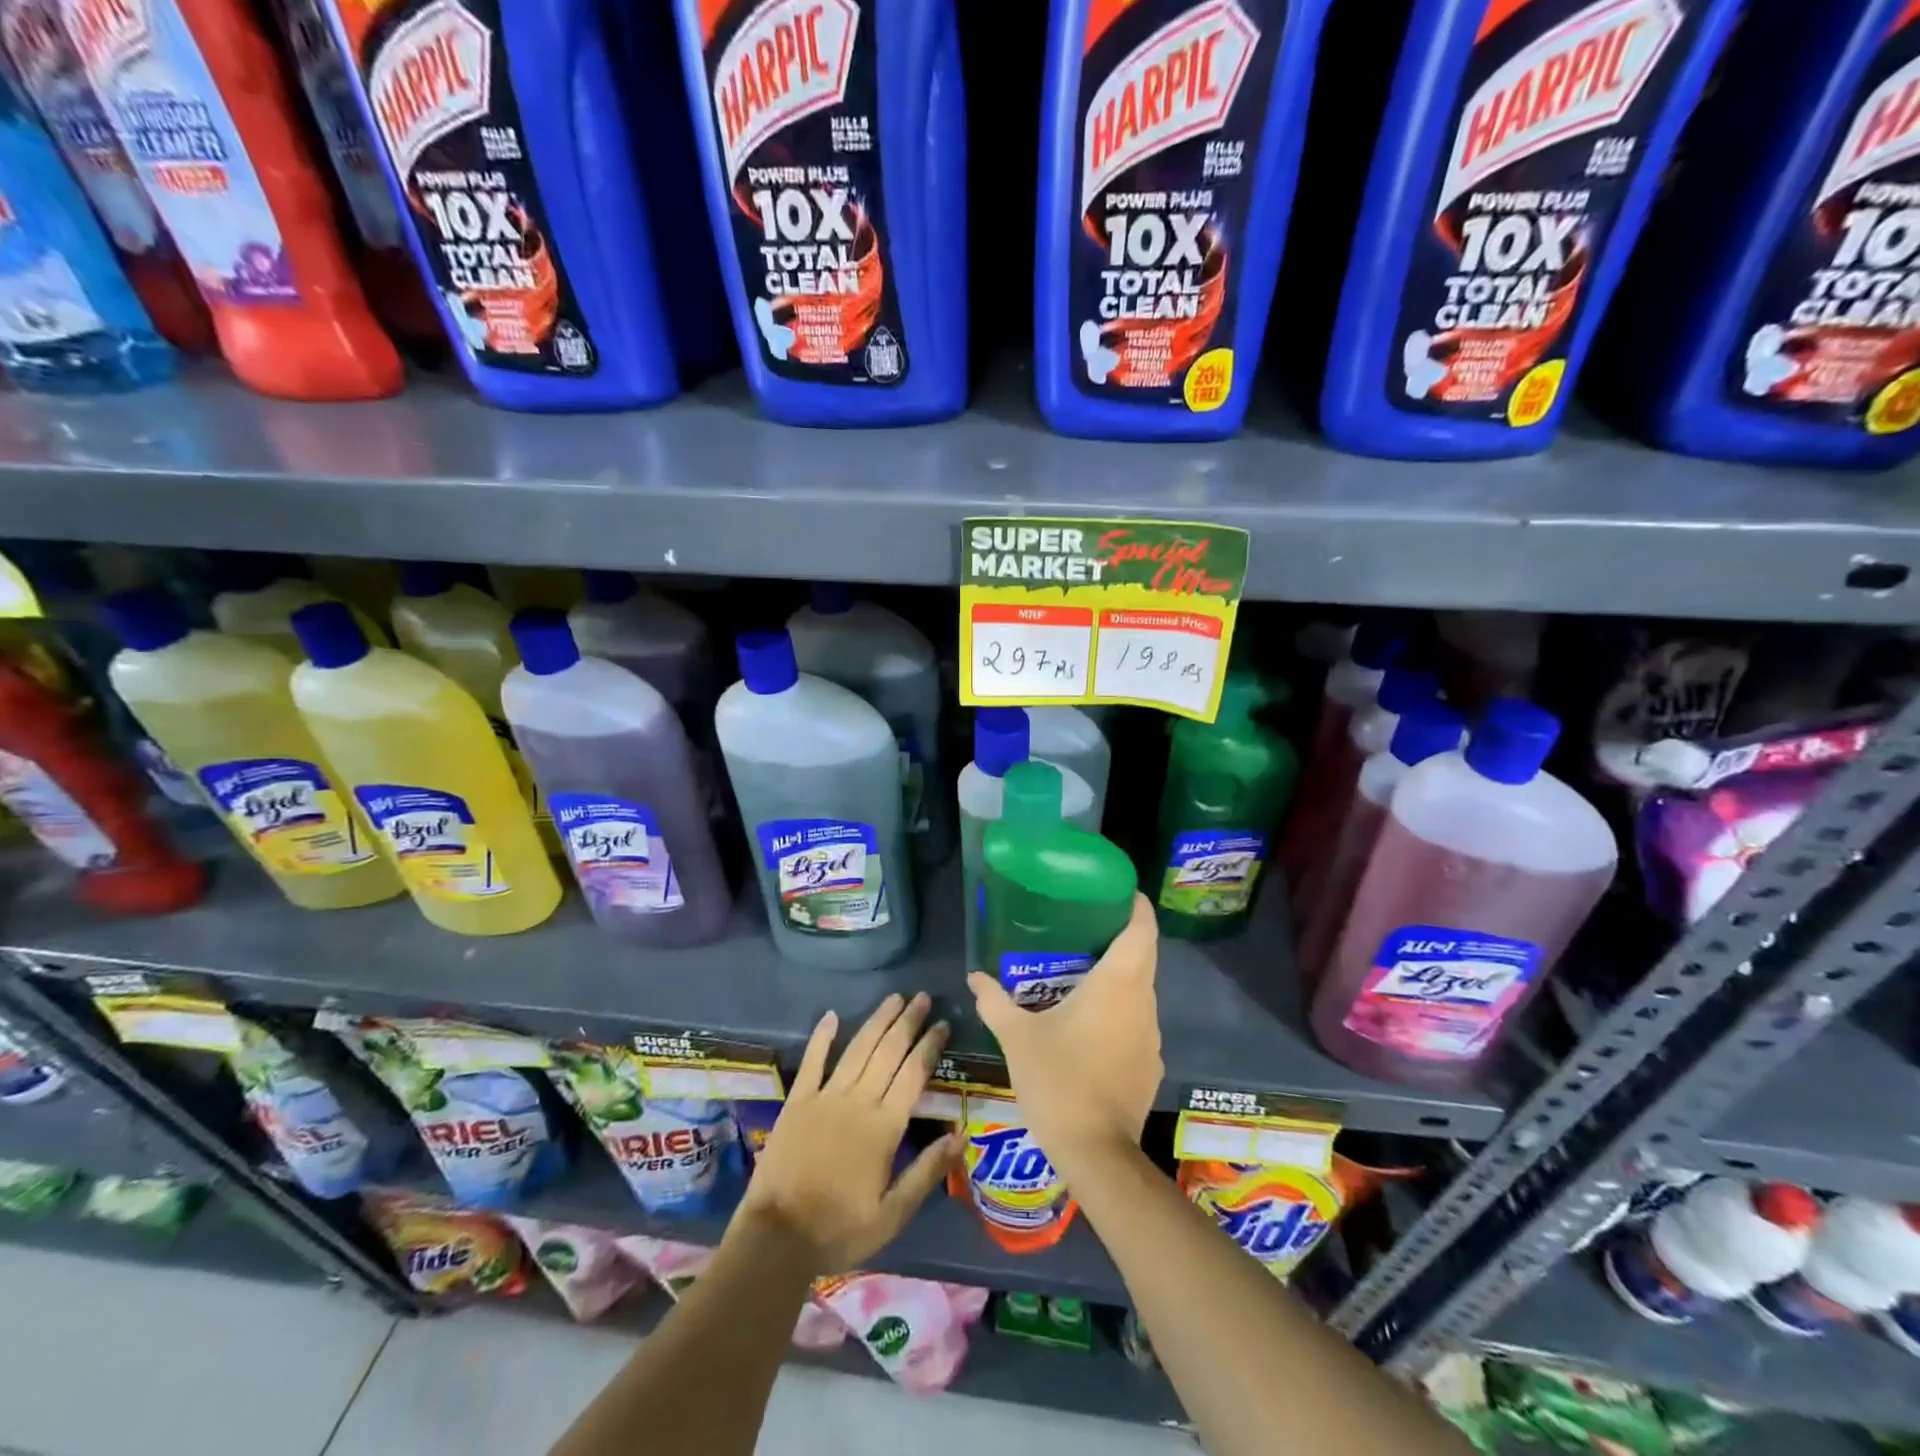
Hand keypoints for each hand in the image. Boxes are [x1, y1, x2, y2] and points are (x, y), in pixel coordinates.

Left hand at [733, 992, 959, 1274]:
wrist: (778, 1238)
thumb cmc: (840, 1228)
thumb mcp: (893, 1213)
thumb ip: (928, 1171)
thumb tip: (961, 1135)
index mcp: (884, 1127)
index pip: (914, 1074)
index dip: (930, 1046)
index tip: (943, 1024)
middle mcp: (858, 1101)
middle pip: (888, 1052)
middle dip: (908, 1022)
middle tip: (923, 997)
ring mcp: (825, 1097)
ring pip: (858, 1049)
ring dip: (878, 1021)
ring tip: (894, 998)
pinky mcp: (797, 1101)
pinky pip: (813, 1062)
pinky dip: (822, 1037)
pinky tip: (831, 1015)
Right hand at [968, 892, 1162, 1173]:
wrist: (1096, 1152)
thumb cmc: (1058, 1080)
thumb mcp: (1017, 1037)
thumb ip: (995, 1001)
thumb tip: (974, 976)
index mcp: (1118, 983)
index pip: (1142, 929)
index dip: (1135, 905)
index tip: (1117, 891)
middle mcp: (1142, 1002)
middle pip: (1142, 956)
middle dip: (1119, 937)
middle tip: (1083, 927)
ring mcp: (1152, 1035)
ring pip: (1140, 990)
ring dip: (1118, 977)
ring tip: (1081, 972)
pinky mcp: (1151, 1063)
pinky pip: (1137, 1022)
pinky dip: (1119, 1011)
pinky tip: (1090, 1023)